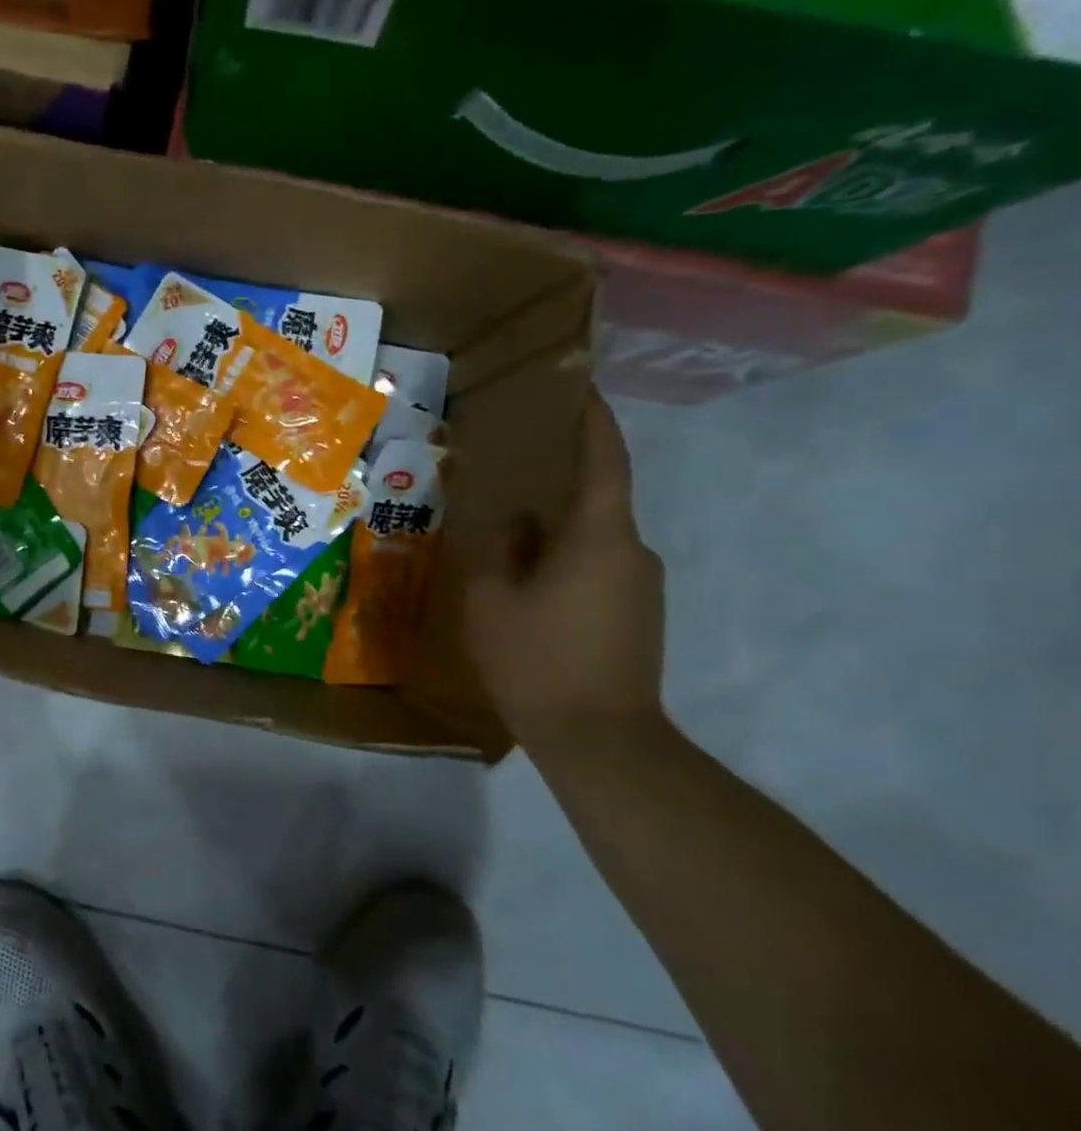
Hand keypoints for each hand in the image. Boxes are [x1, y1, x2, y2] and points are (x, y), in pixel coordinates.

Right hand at [465, 390, 666, 753]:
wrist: (601, 741)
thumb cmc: (537, 660)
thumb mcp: (491, 599)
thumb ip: (497, 547)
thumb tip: (510, 518)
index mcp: (600, 536)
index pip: (604, 460)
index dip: (593, 420)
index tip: (578, 388)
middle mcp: (633, 551)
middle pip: (596, 498)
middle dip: (556, 478)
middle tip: (508, 468)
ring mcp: (640, 586)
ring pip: (592, 536)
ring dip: (554, 526)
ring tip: (506, 528)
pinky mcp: (637, 614)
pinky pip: (597, 566)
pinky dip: (563, 557)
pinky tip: (526, 577)